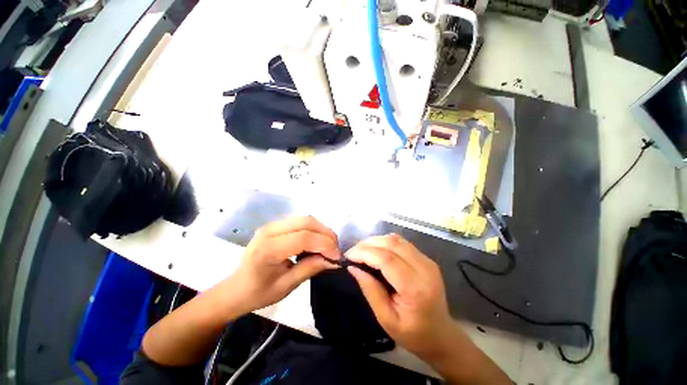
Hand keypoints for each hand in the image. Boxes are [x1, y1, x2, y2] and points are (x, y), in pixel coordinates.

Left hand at [224, 216, 339, 313]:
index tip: (337, 256)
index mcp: (268, 249)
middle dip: (326, 234)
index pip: (304, 237)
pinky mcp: (275, 225)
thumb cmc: (259, 293)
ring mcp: (271, 225)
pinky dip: (313, 229)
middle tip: (336, 249)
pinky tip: (317, 240)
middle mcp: (269, 230)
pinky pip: (300, 221)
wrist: (236, 288)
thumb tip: (334, 261)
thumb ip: (311, 268)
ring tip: (329, 244)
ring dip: (321, 230)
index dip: (324, 245)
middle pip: (306, 222)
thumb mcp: (287, 286)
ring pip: (305, 219)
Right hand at [346, 234, 459, 359]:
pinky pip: (402, 243)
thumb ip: (370, 290)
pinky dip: (385, 243)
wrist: (442, 335)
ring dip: (376, 241)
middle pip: (391, 244)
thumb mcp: (386, 319)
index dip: (365, 253)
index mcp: (415, 288)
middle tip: (353, 252)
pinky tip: (376, 251)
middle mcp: (424, 268)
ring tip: (362, 250)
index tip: (348, 256)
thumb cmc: (413, 335)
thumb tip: (353, 268)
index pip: (386, 259)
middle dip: (368, 244)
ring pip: (396, 239)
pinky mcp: (426, 259)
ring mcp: (427, 261)